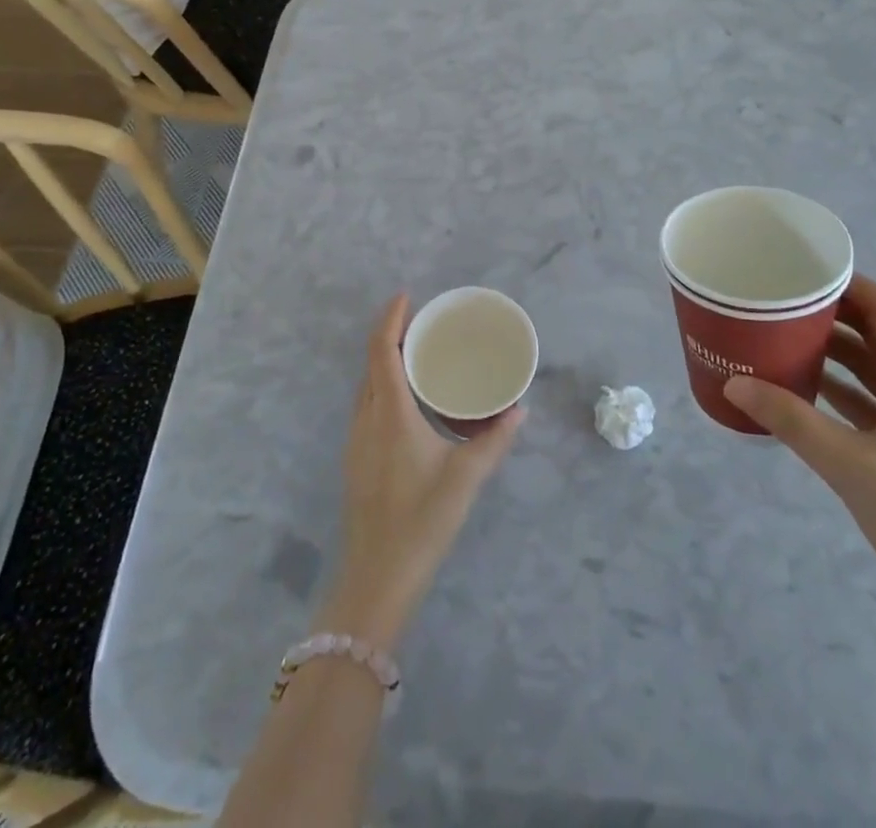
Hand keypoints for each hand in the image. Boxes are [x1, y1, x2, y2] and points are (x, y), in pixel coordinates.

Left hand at [321, 294, 523, 649]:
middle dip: (392, 334)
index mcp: (390, 414)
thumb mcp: (466, 478)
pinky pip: (368, 405)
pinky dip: (384, 387)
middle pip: (372, 362)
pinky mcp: (356, 459)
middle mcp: (366, 418)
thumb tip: (519, 410)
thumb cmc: (421, 522)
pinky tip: (409, 402)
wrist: (376, 579)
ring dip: (386, 362)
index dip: (390, 317)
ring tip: (418, 354)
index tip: (406, 295)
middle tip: (423, 322)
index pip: (381, 350)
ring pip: (367, 385)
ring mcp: (356, 440)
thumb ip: (495, 440)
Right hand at [724, 276, 875, 679]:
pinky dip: (840, 391)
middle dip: (825, 315)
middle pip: (874, 332)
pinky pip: (874, 402)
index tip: (790, 270)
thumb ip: (791, 421)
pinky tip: (801, 394)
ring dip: (830, 354)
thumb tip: (733, 383)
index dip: (839, 281)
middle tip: (770, 305)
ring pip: (873, 368)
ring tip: (775, 341)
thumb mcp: (852, 467)